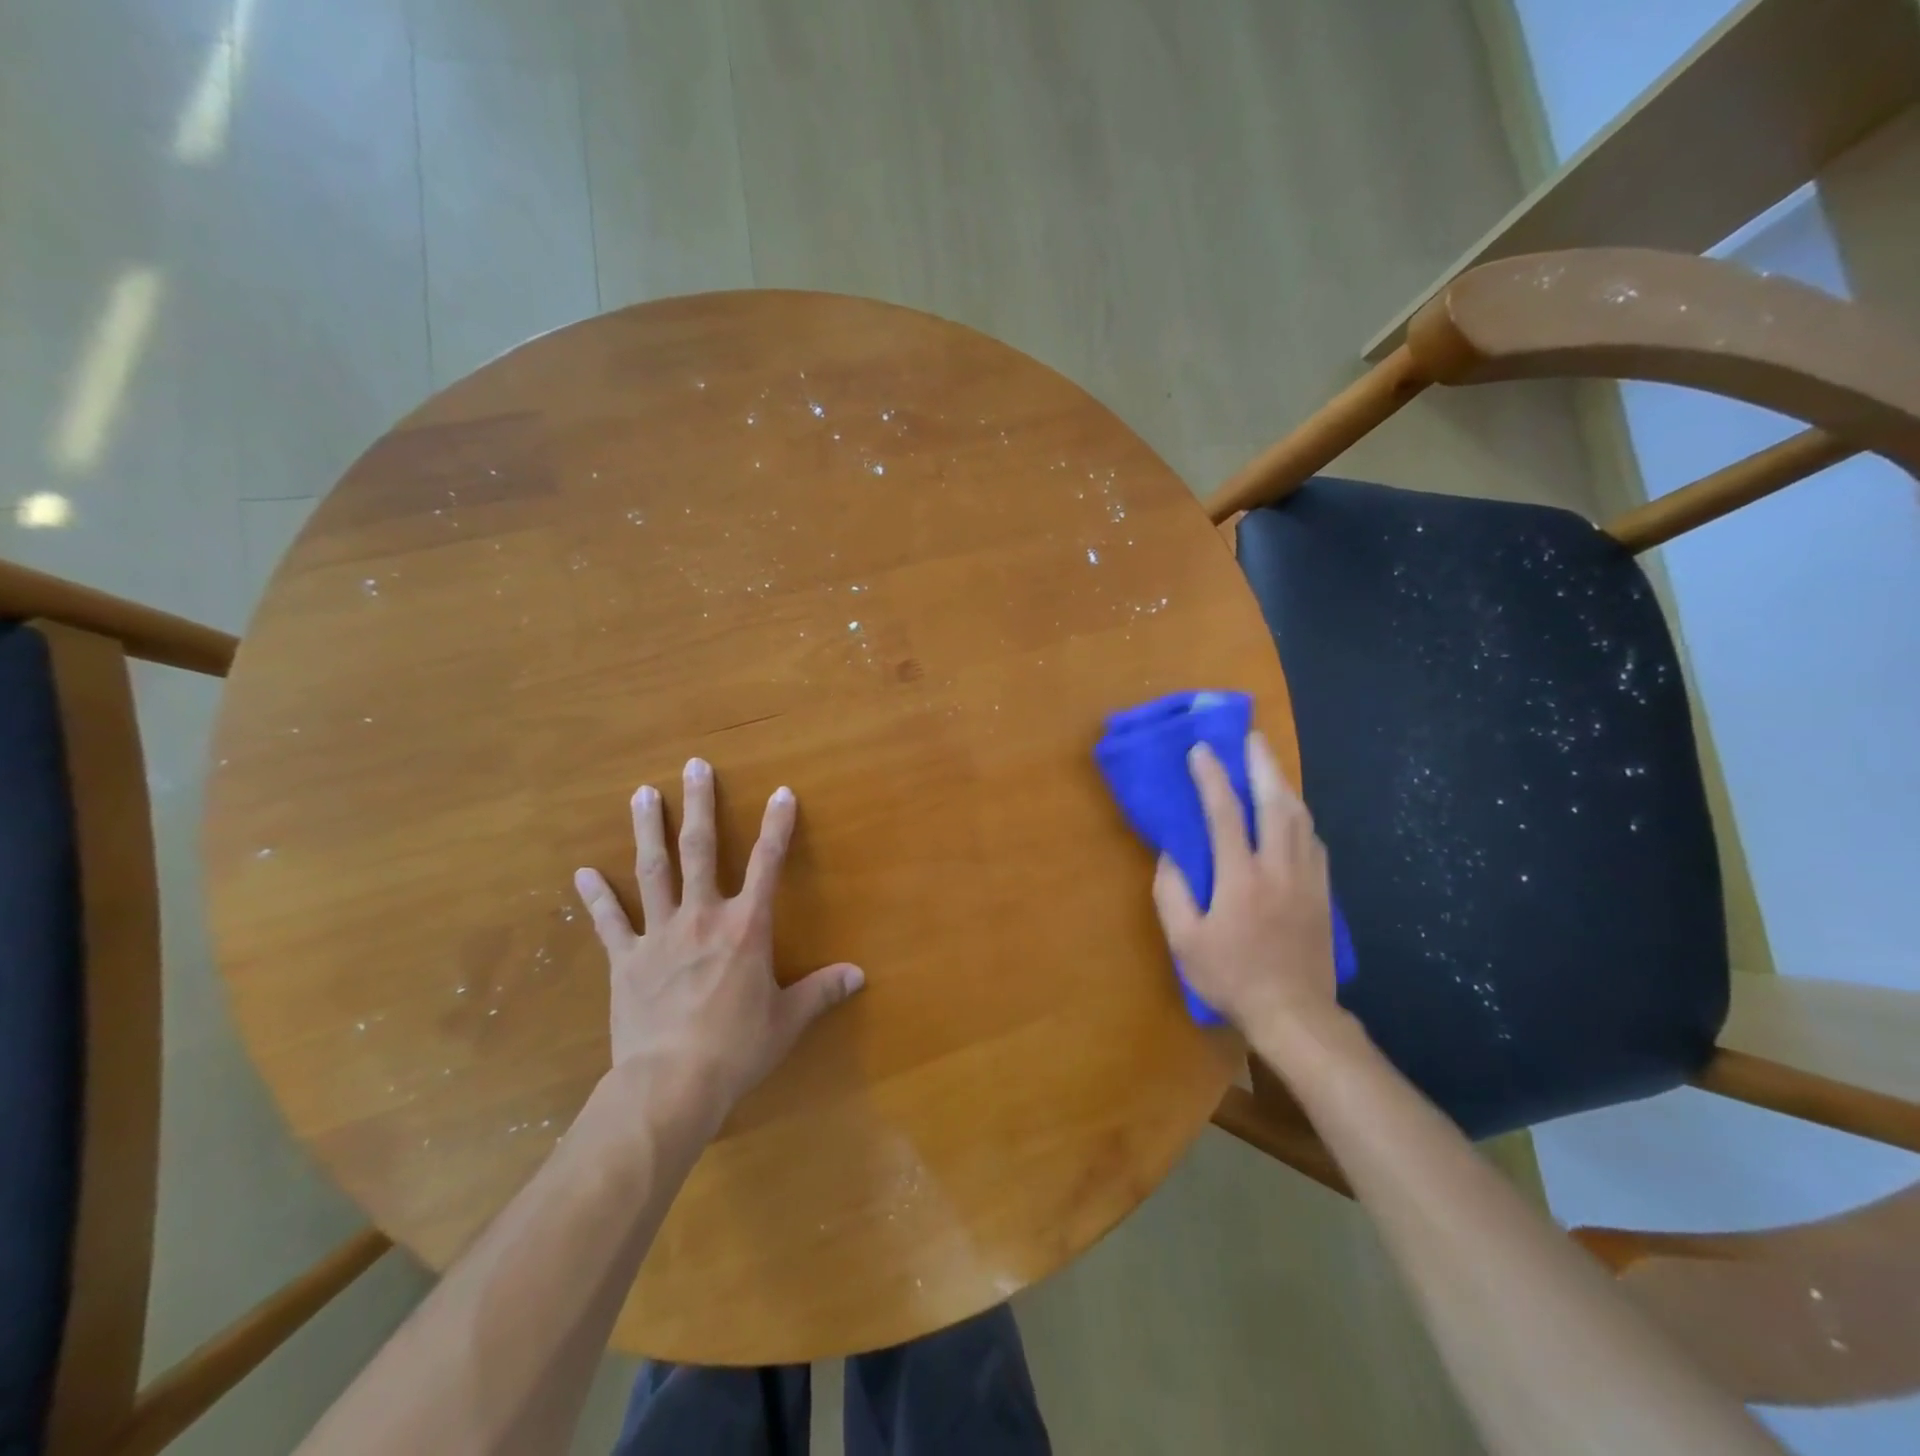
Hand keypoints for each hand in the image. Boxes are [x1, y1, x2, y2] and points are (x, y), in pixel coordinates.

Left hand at [573, 757, 863, 1114]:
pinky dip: (597, 897)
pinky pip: (610, 922)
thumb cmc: (736, 1049)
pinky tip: (582, 872)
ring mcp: (660, 935)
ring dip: (649, 830)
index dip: (777, 826)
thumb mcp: (787, 1021)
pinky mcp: (626, 960)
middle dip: (701, 805)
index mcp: (746, 928)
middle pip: (701, 851)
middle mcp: (703, 918)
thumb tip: (860, 975)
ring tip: (643, 793)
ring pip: (654, 871)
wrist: (670, 1085)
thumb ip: (822, 991)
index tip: (782, 792)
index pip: (768, 864)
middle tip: (694, 766)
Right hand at [1151, 732, 1340, 1039]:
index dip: (1211, 777)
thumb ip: (1172, 893)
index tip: (1200, 750)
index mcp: (1240, 877)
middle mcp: (1278, 867)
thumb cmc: (1232, 977)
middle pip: (1274, 802)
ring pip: (1300, 818)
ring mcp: (1306, 878)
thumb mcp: (1184, 942)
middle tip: (1251, 736)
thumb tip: (1171, 854)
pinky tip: (1291, 812)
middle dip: (1261, 764)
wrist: (1295, 1014)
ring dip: (1283, 784)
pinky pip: (1313, 840)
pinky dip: (1299, 816)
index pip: (1225, 813)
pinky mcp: (1322, 892)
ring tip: (1269, 765)